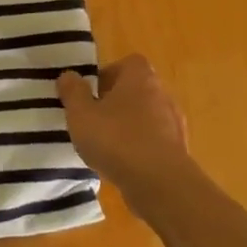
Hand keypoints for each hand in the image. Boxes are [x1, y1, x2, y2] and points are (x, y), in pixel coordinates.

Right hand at [57, 56, 191, 194]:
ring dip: (128, 127)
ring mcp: (174, 124)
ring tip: (105, 145)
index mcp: (140, 78)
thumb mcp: (81, 114)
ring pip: (146, 117)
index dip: (108, 74)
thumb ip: (73, 92)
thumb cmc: (116, 139)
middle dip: (116, 102)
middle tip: (93, 119)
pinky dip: (139, 148)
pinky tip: (122, 164)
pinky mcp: (178, 151)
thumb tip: (68, 75)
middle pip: (137, 90)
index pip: (128, 63)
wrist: (160, 183)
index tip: (91, 93)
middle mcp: (162, 94)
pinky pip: (154, 142)